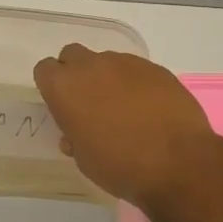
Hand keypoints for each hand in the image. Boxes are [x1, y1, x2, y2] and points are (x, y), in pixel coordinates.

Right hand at [33, 45, 218, 205]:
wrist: (178, 164)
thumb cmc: (120, 166)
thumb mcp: (84, 159)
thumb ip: (74, 136)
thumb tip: (77, 131)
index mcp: (65, 88)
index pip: (44, 70)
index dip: (52, 86)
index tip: (62, 105)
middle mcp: (91, 66)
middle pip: (72, 55)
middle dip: (76, 73)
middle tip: (88, 102)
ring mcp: (125, 63)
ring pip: (106, 61)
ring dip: (107, 78)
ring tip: (124, 108)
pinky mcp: (155, 68)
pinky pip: (135, 69)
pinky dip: (135, 83)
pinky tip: (148, 108)